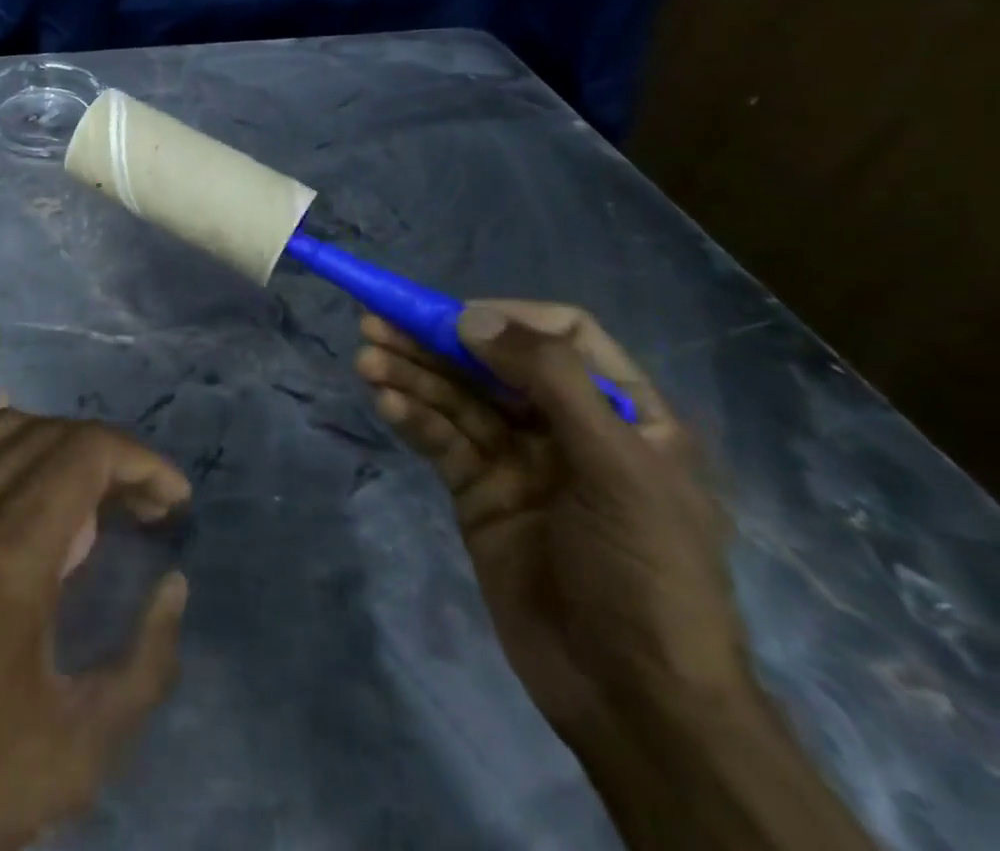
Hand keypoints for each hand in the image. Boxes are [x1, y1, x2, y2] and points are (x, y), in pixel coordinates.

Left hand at [0, 407, 191, 850]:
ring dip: (53, 442)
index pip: (87, 453)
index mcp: (9, 551)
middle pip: (49, 434)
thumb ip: (148, 664)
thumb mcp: (80, 750)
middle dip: (108, 457)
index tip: (173, 499)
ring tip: (83, 488)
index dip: (141, 461)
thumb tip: (173, 584)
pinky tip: (8, 436)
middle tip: (138, 507)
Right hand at [356, 300, 748, 746]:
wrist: (633, 697)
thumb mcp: (617, 469)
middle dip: (436, 342)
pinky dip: (412, 418)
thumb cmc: (645, 572)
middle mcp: (567, 427)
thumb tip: (473, 316)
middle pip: (493, 363)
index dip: (509, 319)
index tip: (458, 321)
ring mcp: (518, 460)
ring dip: (411, 375)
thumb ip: (551, 382)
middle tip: (375, 324)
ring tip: (366, 361)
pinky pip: (441, 441)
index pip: (564, 335)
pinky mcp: (479, 492)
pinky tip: (385, 401)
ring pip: (456, 399)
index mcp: (623, 413)